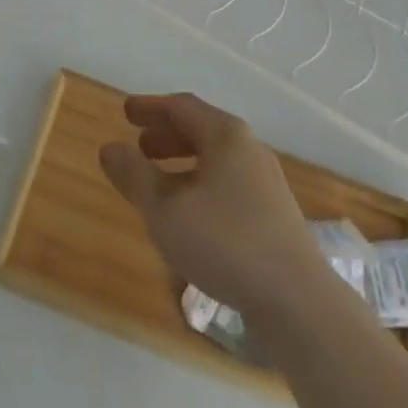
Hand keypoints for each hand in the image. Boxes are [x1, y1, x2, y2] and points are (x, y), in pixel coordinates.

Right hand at [98, 92, 330, 319]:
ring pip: (216, 159)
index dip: (150, 107)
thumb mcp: (166, 210)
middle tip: (139, 145)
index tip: (126, 112)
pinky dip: (201, 184)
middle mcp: (248, 147)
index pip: (181, 107)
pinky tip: (191, 215)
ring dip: (183, 163)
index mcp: (225, 134)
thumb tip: (109, 148)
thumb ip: (134, 176)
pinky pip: (228, 183)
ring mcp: (265, 180)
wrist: (298, 301)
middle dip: (166, 135)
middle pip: (201, 129)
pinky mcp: (274, 213)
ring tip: (159, 182)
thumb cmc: (226, 243)